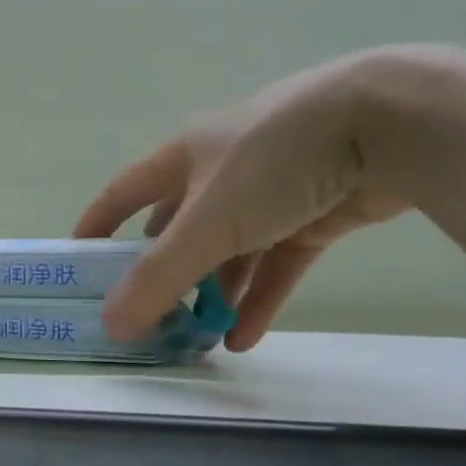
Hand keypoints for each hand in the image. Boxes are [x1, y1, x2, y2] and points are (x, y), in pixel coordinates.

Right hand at [74, 51, 414, 350]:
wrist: (386, 127)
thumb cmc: (273, 161)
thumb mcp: (207, 223)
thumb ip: (158, 277)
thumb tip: (109, 324)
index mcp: (184, 157)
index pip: (126, 192)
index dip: (100, 222)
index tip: (79, 256)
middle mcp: (221, 171)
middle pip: (179, 228)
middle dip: (164, 271)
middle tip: (147, 314)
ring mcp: (271, 192)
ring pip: (230, 251)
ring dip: (213, 293)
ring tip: (196, 338)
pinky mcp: (316, 212)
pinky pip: (277, 262)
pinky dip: (259, 298)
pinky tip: (242, 338)